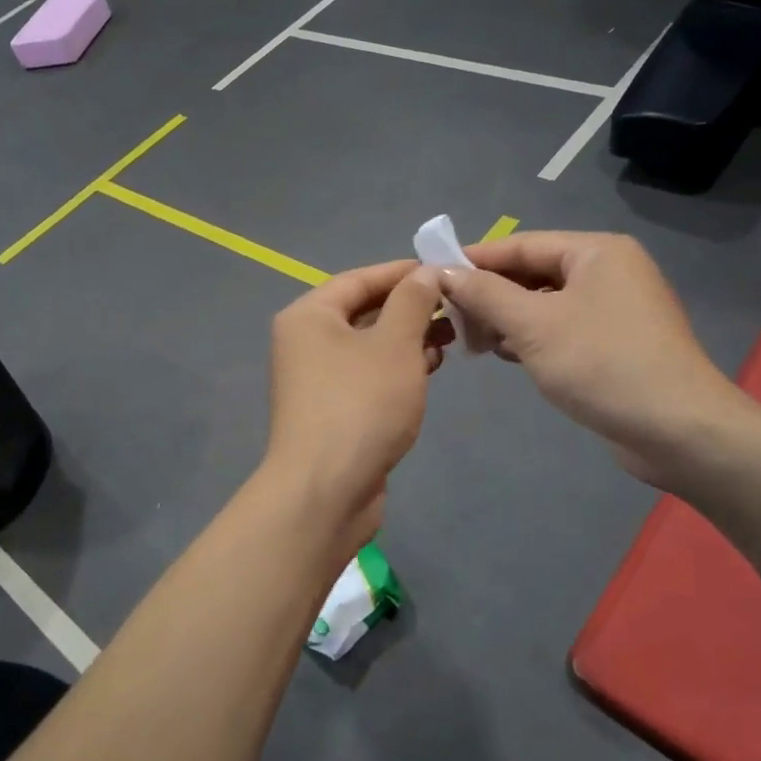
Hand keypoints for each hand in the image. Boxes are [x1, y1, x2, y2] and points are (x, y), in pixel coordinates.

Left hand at [263, 260, 450, 551]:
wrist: (327, 491)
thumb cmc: (360, 405)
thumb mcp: (394, 344)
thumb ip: (412, 302)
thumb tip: (425, 273)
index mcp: (309, 316)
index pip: (359, 279)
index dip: (402, 272)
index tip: (444, 269)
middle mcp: (305, 343)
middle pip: (363, 312)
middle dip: (410, 308)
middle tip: (455, 306)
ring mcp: (317, 380)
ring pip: (369, 346)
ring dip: (408, 339)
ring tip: (451, 337)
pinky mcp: (332, 411)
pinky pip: (368, 376)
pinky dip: (397, 368)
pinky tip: (430, 369)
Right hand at [436, 231, 746, 488]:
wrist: (677, 430)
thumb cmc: (601, 364)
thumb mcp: (533, 324)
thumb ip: (485, 294)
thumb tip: (444, 272)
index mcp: (596, 252)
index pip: (521, 244)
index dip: (474, 258)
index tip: (432, 274)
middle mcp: (608, 272)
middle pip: (533, 273)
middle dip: (490, 295)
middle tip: (451, 319)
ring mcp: (615, 310)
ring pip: (544, 304)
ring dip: (507, 319)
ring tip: (473, 342)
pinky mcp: (615, 345)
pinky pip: (560, 329)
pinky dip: (530, 338)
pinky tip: (505, 355)